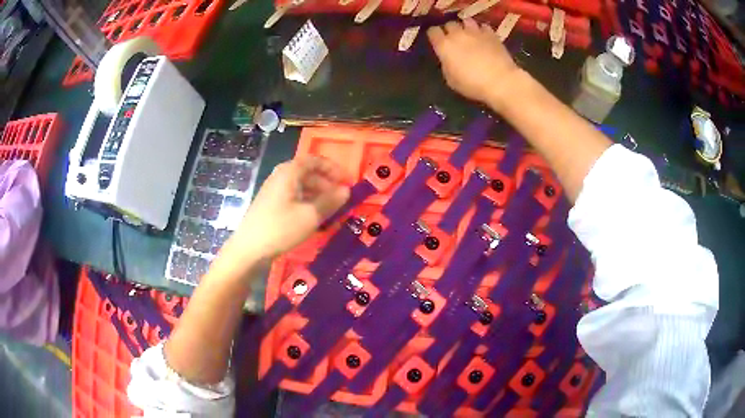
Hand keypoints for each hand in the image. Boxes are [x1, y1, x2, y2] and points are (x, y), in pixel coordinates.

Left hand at [223, 156, 349, 263]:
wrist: (249, 249)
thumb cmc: (280, 229)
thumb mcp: (310, 216)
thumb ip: (330, 201)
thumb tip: (346, 190)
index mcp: (288, 172)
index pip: (314, 160)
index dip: (332, 168)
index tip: (347, 181)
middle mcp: (280, 177)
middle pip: (307, 173)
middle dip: (327, 184)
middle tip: (341, 198)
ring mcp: (274, 191)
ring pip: (301, 187)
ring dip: (318, 196)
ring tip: (331, 211)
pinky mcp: (271, 205)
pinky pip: (294, 198)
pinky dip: (307, 204)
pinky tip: (315, 219)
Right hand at [427, 19, 522, 107]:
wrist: (500, 81)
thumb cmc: (473, 85)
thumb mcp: (451, 80)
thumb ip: (446, 65)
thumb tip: (448, 59)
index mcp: (444, 46)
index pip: (433, 31)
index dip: (434, 35)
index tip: (437, 41)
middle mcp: (457, 34)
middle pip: (449, 24)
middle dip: (450, 30)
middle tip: (454, 39)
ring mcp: (475, 32)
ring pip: (466, 21)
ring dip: (466, 27)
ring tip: (469, 34)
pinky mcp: (491, 34)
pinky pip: (483, 26)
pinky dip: (482, 30)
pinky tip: (484, 37)